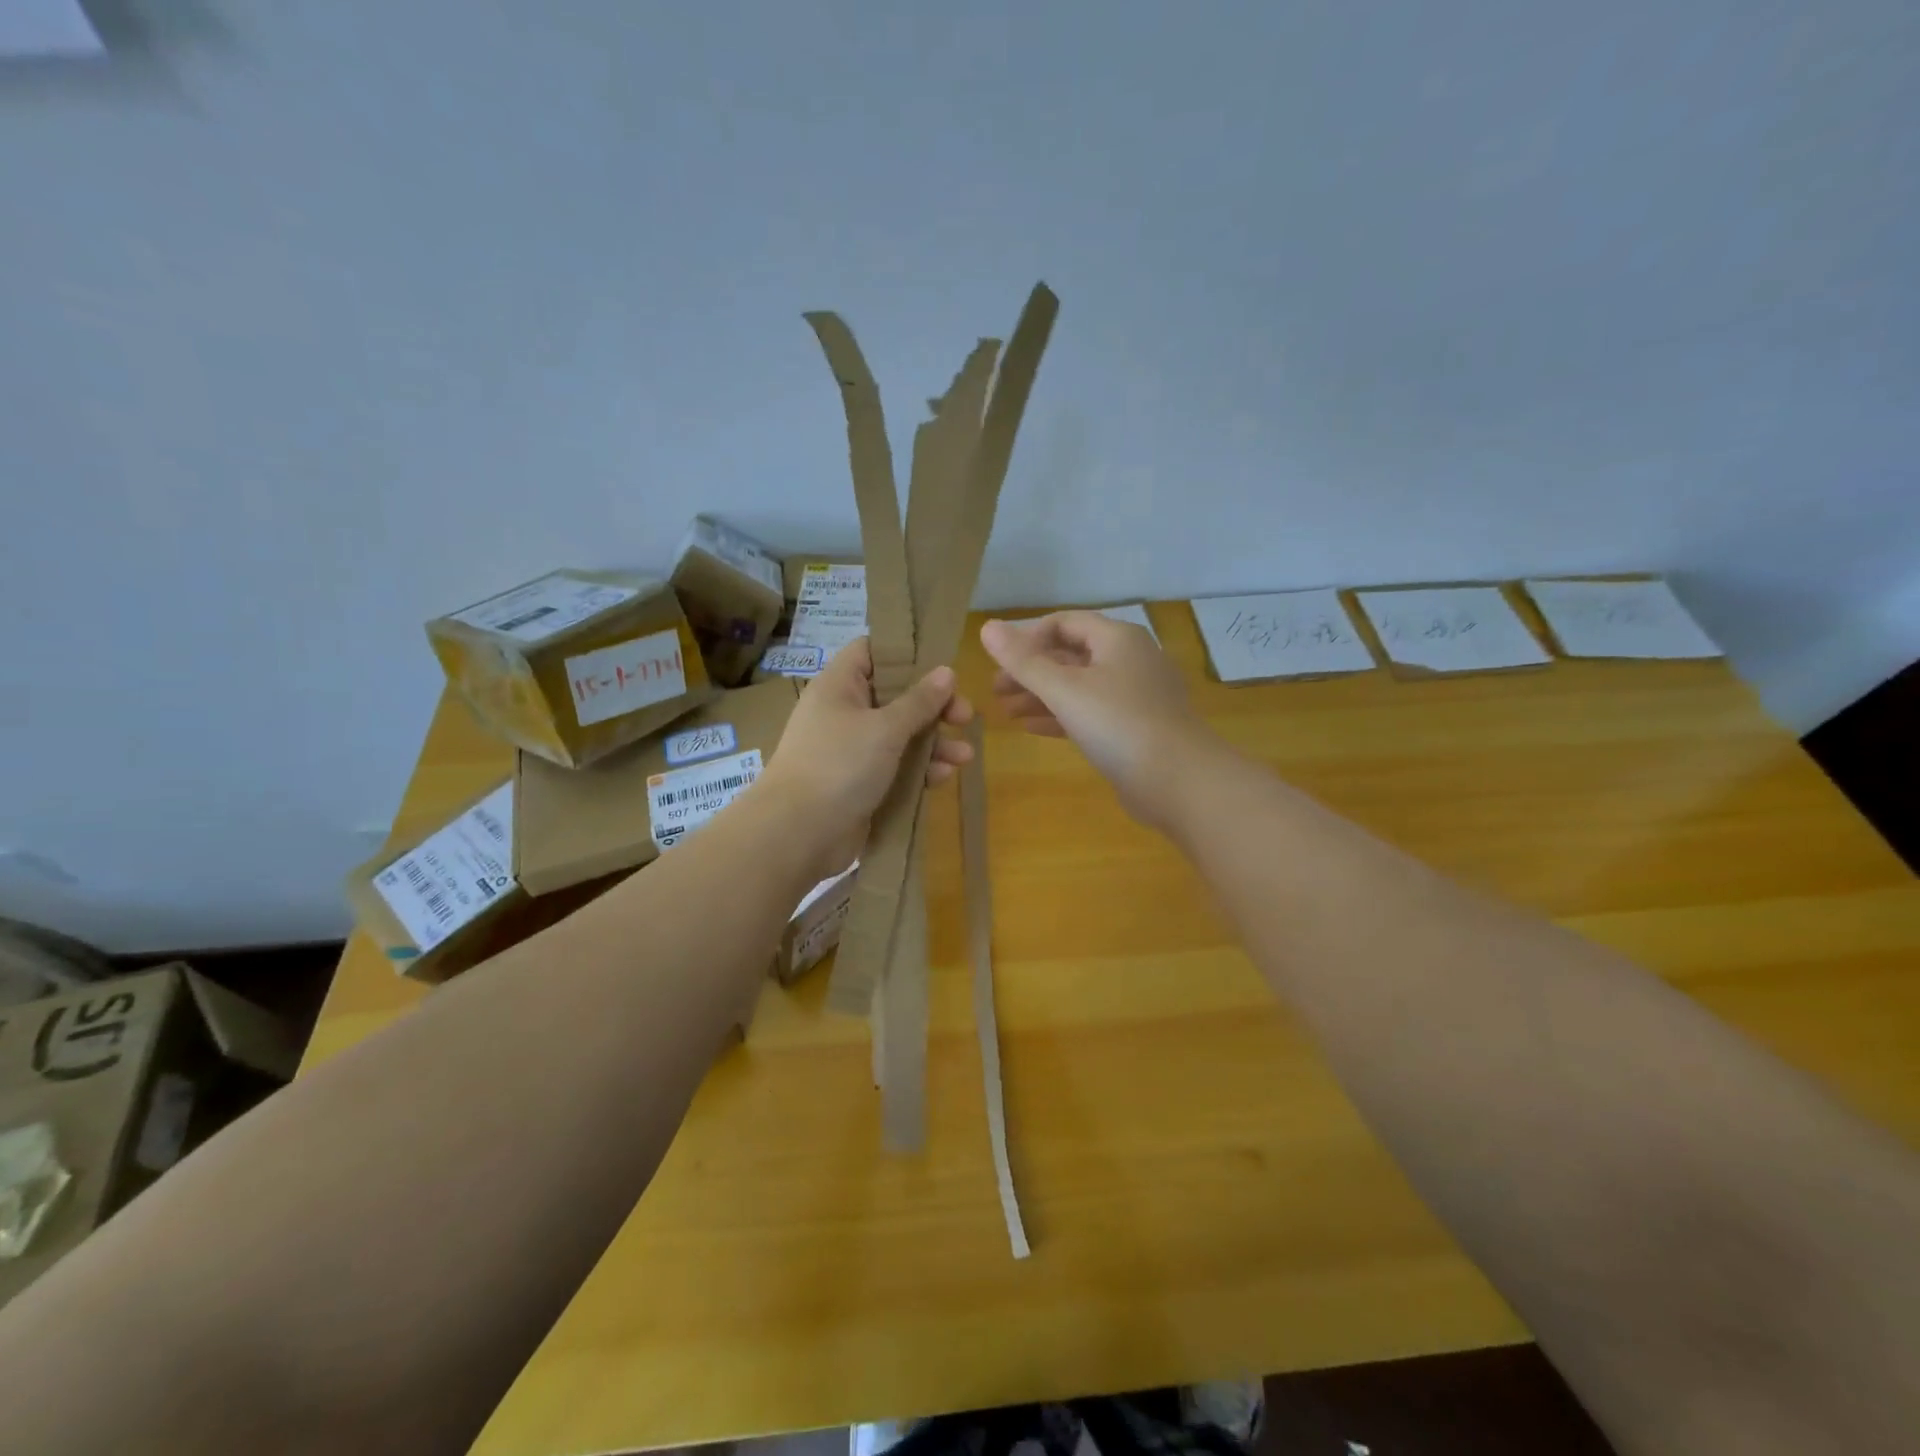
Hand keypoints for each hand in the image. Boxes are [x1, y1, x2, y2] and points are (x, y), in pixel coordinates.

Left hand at [757, 638, 973, 880]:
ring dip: (934, 743)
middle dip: (934, 706)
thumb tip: (946, 672)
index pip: (871, 651)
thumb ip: (919, 701)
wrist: (798, 834)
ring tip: (964, 756)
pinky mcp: (860, 783)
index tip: (941, 662)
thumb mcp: (885, 728)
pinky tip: (944, 777)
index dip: (905, 652)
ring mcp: (852, 750)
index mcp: (840, 686)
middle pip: (896, 696)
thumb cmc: (839, 765)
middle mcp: (844, 713)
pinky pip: (896, 768)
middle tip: (965, 716)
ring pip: (901, 736)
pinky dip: (920, 770)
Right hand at [980, 611, 1209, 831]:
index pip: (1065, 622)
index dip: (1029, 637)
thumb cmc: (1119, 724)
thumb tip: (987, 628)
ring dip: (1041, 695)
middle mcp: (1129, 660)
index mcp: (1117, 639)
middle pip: (1070, 655)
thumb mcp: (1064, 690)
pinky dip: (1061, 716)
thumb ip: (1024, 661)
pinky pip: (1091, 712)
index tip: (1000, 661)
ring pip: (1079, 686)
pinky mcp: (1135, 728)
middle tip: (995, 690)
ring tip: (1005, 712)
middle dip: (1031, 670)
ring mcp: (1135, 695)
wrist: (1179, 781)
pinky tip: (1032, 728)